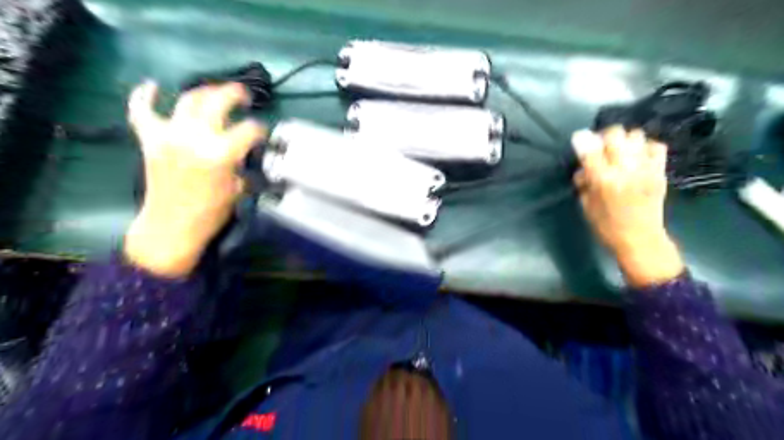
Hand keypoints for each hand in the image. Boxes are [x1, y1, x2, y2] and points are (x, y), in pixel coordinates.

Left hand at [124, 81, 266, 276]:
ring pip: (188, 100)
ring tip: (214, 92)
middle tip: (243, 96)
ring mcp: (170, 135)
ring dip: (204, 92)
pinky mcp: (150, 140)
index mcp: (221, 153)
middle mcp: (195, 137)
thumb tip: (243, 151)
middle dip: (234, 94)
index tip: (262, 133)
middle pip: (217, 102)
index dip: (260, 129)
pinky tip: (151, 86)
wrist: (172, 226)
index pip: (249, 130)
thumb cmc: (211, 212)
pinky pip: (142, 111)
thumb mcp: (237, 188)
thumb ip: (240, 164)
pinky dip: (144, 96)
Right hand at [574, 125, 684, 286]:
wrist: (640, 239)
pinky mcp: (660, 171)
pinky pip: (656, 146)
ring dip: (624, 140)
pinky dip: (645, 147)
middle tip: (600, 146)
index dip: (582, 139)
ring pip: (636, 135)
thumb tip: (583, 167)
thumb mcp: (586, 206)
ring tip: (620, 151)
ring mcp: (645, 168)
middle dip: (604, 136)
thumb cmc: (606, 226)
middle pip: (615, 134)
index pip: (590, 149)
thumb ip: (583, 182)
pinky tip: (638, 156)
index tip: (578, 138)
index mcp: (602, 181)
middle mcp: (624, 170)